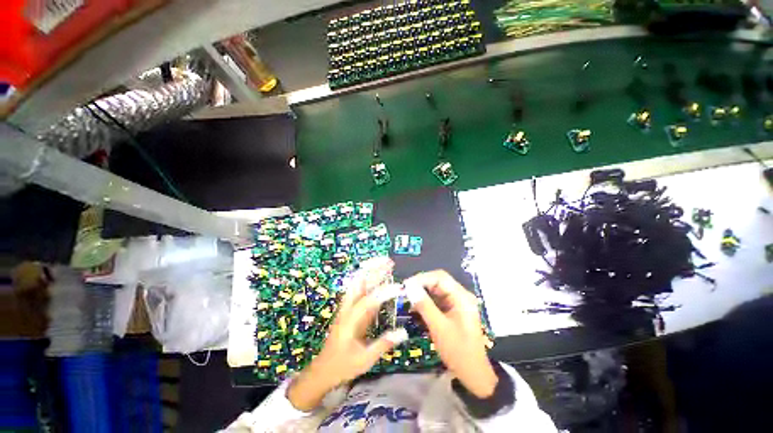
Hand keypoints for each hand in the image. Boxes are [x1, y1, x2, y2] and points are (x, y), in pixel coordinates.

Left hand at [287, 257, 407, 410]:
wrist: (322, 370)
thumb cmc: (342, 366)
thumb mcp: (364, 360)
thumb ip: (383, 344)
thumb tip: (403, 333)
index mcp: (349, 320)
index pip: (368, 301)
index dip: (383, 293)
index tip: (398, 288)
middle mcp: (347, 308)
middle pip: (358, 281)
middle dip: (373, 269)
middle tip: (389, 262)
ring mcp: (348, 307)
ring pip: (359, 282)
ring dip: (371, 271)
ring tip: (386, 264)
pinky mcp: (351, 309)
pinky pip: (361, 290)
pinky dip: (370, 280)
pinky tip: (379, 277)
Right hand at [404, 270, 497, 398]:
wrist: (474, 374)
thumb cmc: (458, 351)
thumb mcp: (439, 328)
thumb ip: (424, 305)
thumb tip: (409, 287)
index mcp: (461, 297)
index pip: (440, 277)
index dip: (422, 278)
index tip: (406, 285)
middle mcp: (460, 295)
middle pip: (438, 282)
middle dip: (421, 285)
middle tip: (404, 292)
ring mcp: (456, 303)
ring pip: (436, 291)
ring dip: (422, 294)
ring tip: (407, 300)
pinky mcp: (452, 310)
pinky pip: (437, 300)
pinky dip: (426, 303)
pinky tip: (416, 308)